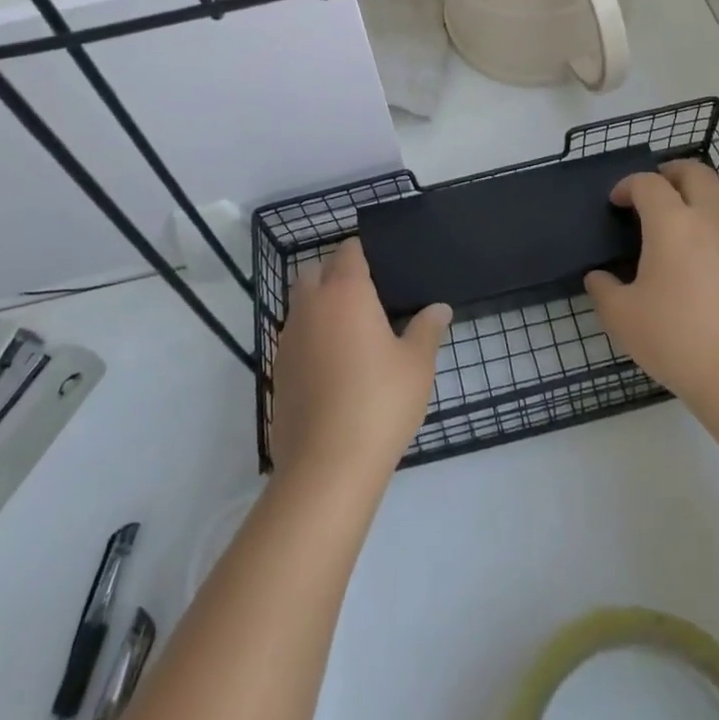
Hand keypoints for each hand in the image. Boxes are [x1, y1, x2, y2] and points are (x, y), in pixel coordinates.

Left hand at [270, 238, 451, 480]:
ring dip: (318, 305)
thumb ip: (427, 329)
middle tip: (364, 295)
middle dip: (334, 273)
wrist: (326, 466)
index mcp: (346, 292)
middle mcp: (311, 306)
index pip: (347, 252)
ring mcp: (289, 339)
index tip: (378, 264)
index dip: (361, 252)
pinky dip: (309, 338)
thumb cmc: (380, 402)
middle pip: (315, 272)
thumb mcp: (417, 364)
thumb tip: (440, 308)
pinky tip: (332, 365)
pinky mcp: (278, 372)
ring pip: (300, 304)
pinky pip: (294, 338)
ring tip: (349, 330)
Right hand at [586, 160, 718, 414]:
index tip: (617, 202)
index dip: (628, 185)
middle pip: (697, 173)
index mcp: (674, 223)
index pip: (648, 183)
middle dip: (674, 172)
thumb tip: (598, 278)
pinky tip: (712, 278)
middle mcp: (714, 221)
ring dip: (701, 208)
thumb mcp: (622, 318)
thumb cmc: (676, 340)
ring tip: (684, 237)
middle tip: (658, 188)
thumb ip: (603, 290)